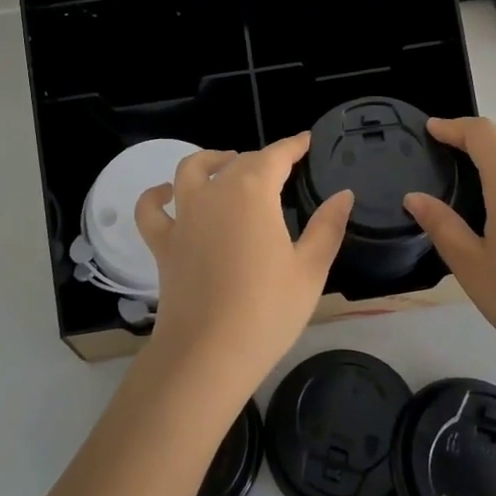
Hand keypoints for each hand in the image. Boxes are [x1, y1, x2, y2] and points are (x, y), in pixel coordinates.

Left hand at [135, 133, 353, 393]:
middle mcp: (214, 194)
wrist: (208, 355)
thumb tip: (344, 194)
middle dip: (261, 159)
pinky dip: (156, 196)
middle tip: (281, 169)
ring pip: (191, 170)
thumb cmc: (267, 311)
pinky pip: (151, 210)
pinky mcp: (163, 244)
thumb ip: (328, 227)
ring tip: (227, 164)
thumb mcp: (310, 269)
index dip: (292, 145)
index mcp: (252, 193)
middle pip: (238, 162)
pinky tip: (166, 193)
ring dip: (211, 161)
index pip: (275, 155)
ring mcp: (183, 217)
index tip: (305, 140)